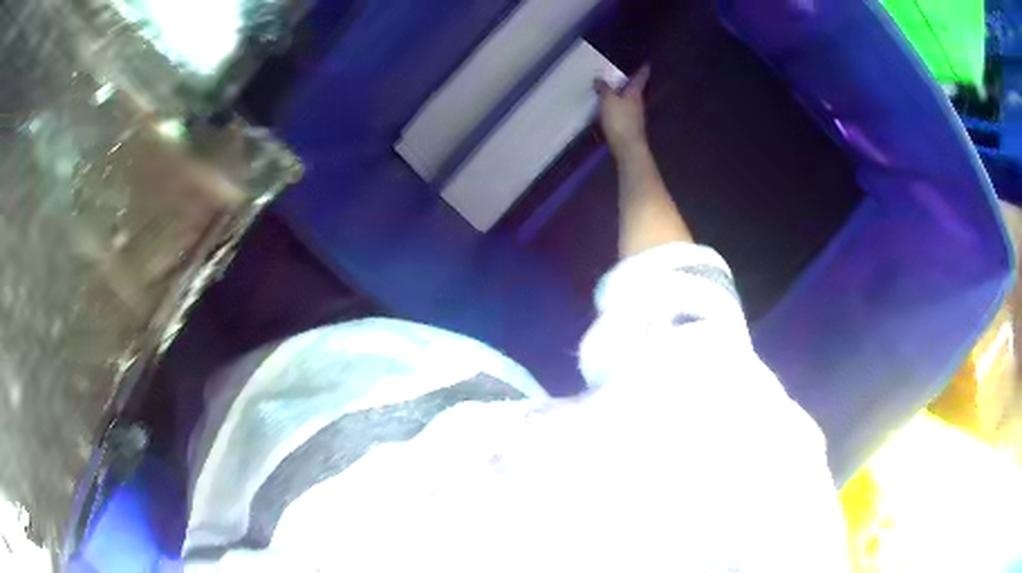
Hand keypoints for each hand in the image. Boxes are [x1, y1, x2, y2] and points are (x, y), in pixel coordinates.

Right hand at [595, 65, 650, 153]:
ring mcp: (636, 116)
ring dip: (623, 95)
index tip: (646, 62)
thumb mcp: (607, 100)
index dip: (643, 69)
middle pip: (636, 89)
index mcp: (635, 93)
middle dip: (630, 82)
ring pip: (630, 100)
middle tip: (622, 73)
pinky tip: (611, 107)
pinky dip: (619, 106)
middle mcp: (638, 103)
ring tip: (613, 89)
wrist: (628, 147)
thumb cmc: (619, 120)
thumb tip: (599, 79)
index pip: (640, 77)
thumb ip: (604, 89)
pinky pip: (624, 111)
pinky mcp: (630, 126)